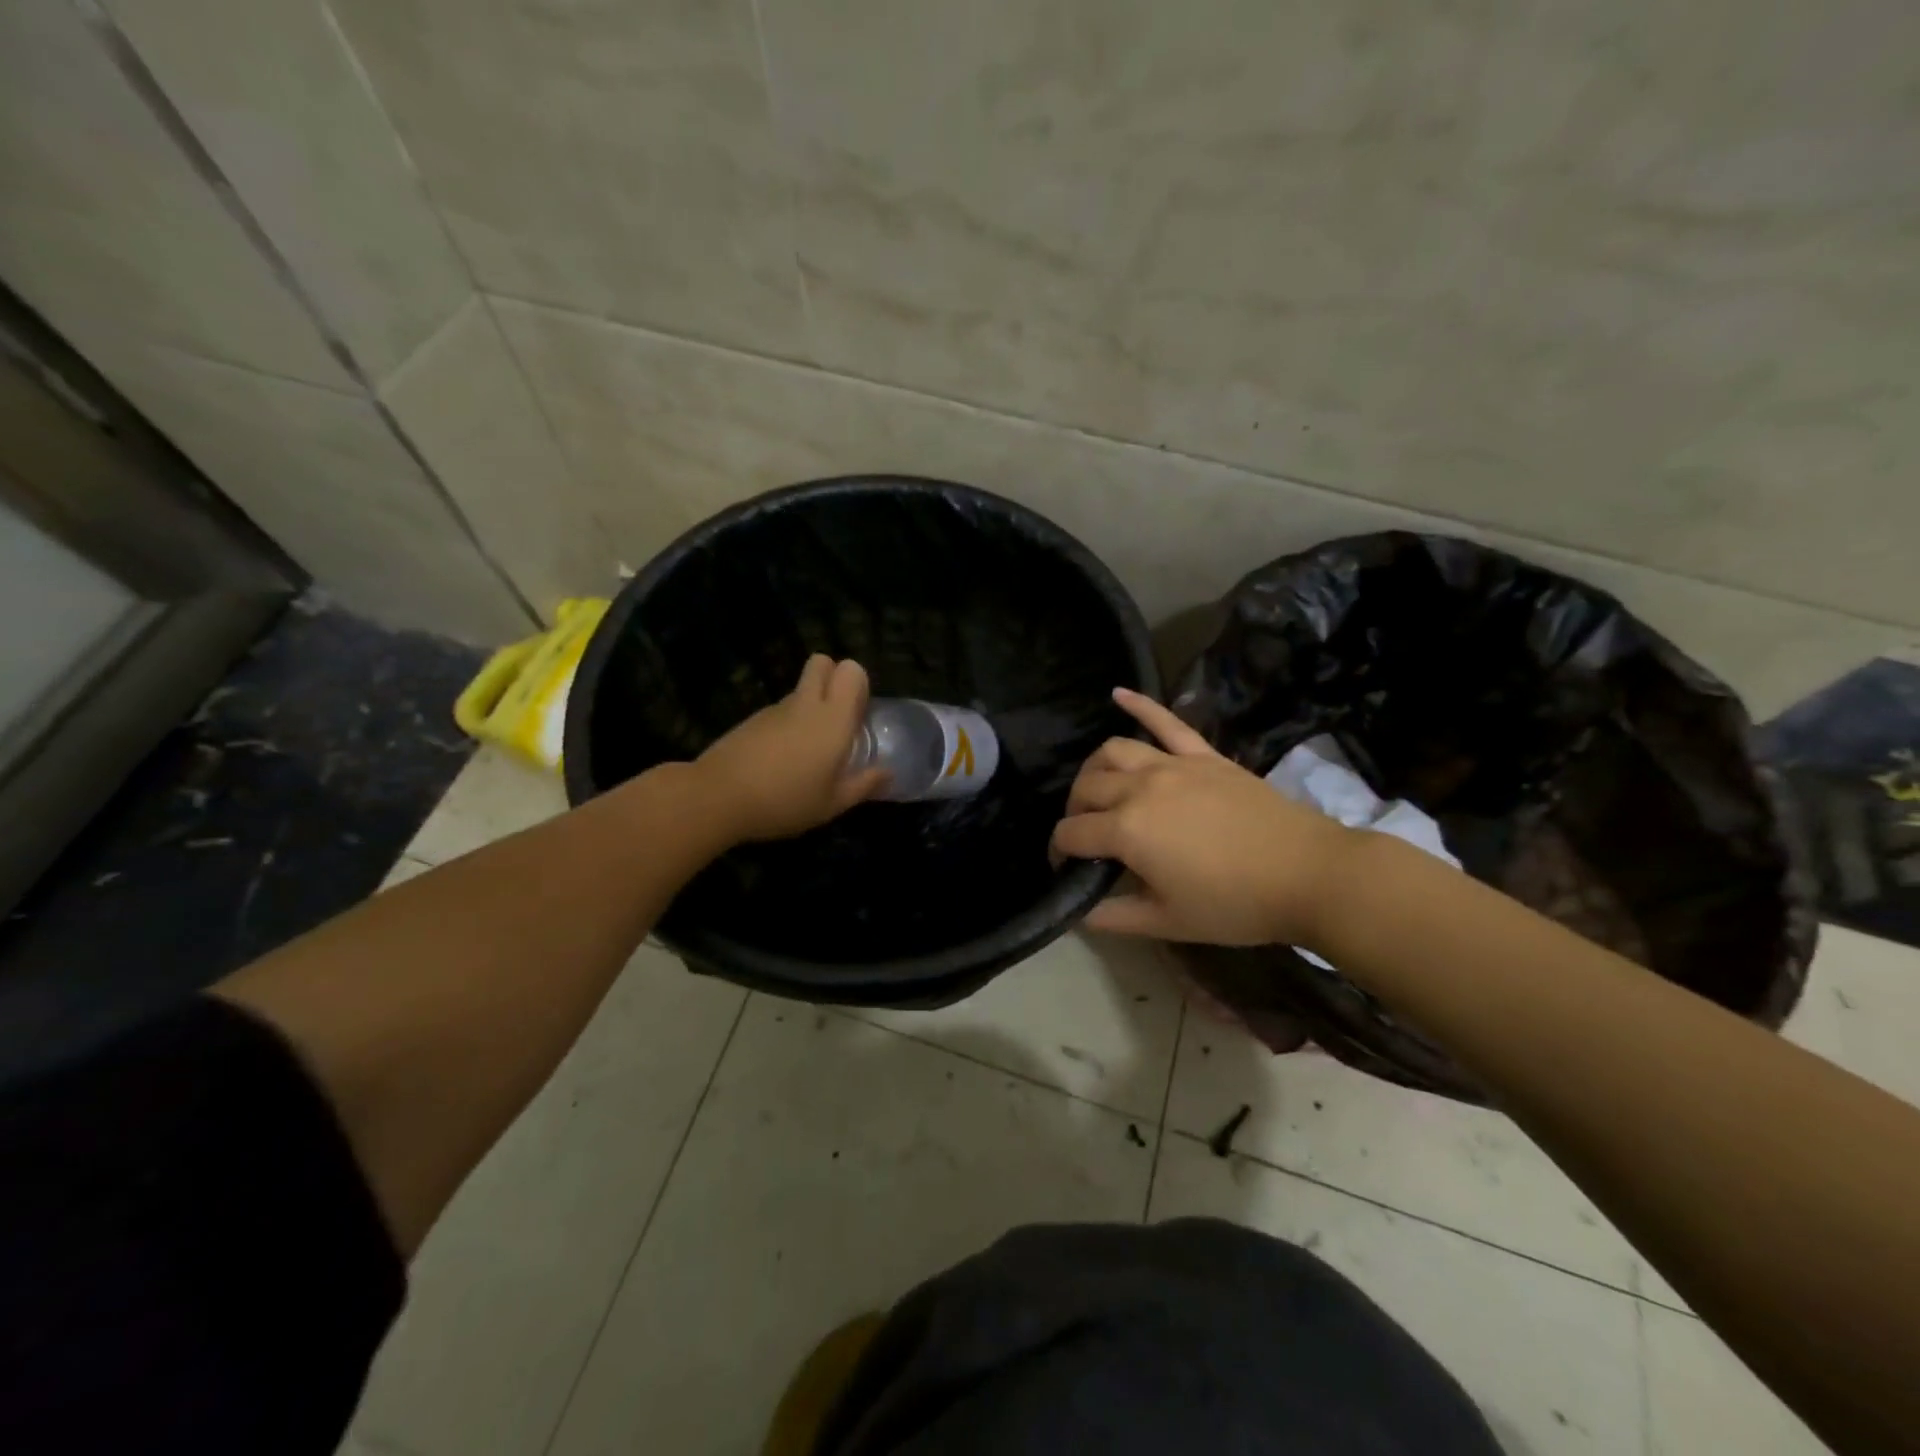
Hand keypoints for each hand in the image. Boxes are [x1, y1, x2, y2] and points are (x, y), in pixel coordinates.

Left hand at [694, 655, 887, 842]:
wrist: (716, 797)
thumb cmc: (785, 801)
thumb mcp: (831, 804)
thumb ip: (863, 785)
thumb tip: (888, 773)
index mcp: (833, 719)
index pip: (852, 670)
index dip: (858, 684)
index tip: (858, 713)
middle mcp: (806, 704)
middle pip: (822, 663)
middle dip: (832, 677)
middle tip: (836, 717)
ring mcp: (774, 709)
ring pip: (800, 690)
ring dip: (809, 705)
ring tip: (808, 750)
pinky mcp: (751, 720)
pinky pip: (779, 711)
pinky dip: (786, 724)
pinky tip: (780, 761)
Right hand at [1051, 688, 1355, 944]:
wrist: (1308, 874)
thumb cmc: (1235, 904)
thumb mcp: (1169, 922)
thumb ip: (1116, 917)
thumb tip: (1081, 913)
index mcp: (1127, 830)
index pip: (1071, 833)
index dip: (1058, 852)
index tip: (1065, 868)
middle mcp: (1140, 788)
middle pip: (1085, 788)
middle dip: (1074, 811)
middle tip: (1085, 835)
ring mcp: (1173, 765)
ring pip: (1113, 751)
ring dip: (1094, 768)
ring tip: (1097, 787)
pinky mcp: (1203, 755)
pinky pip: (1166, 721)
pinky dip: (1139, 705)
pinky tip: (1117, 693)